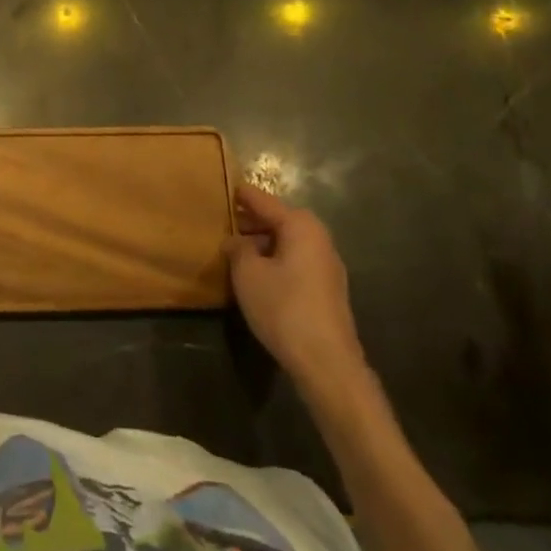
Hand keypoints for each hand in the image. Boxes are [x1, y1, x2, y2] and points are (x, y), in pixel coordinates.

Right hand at [228, 184, 369, 401]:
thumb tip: (236, 240)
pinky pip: (296, 261)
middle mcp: (318, 237)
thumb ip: (237, 248)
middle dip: (251, 220)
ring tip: (236, 249)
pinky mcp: (328, 289)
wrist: (327, 363)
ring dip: (263, 242)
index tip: (222, 186)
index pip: (263, 200)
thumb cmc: (283, 307)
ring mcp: (327, 265)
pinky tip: (258, 274)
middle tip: (224, 221)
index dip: (240, 195)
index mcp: (300, 225)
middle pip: (278, 219)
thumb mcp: (248, 273)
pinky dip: (276, 260)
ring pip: (287, 242)